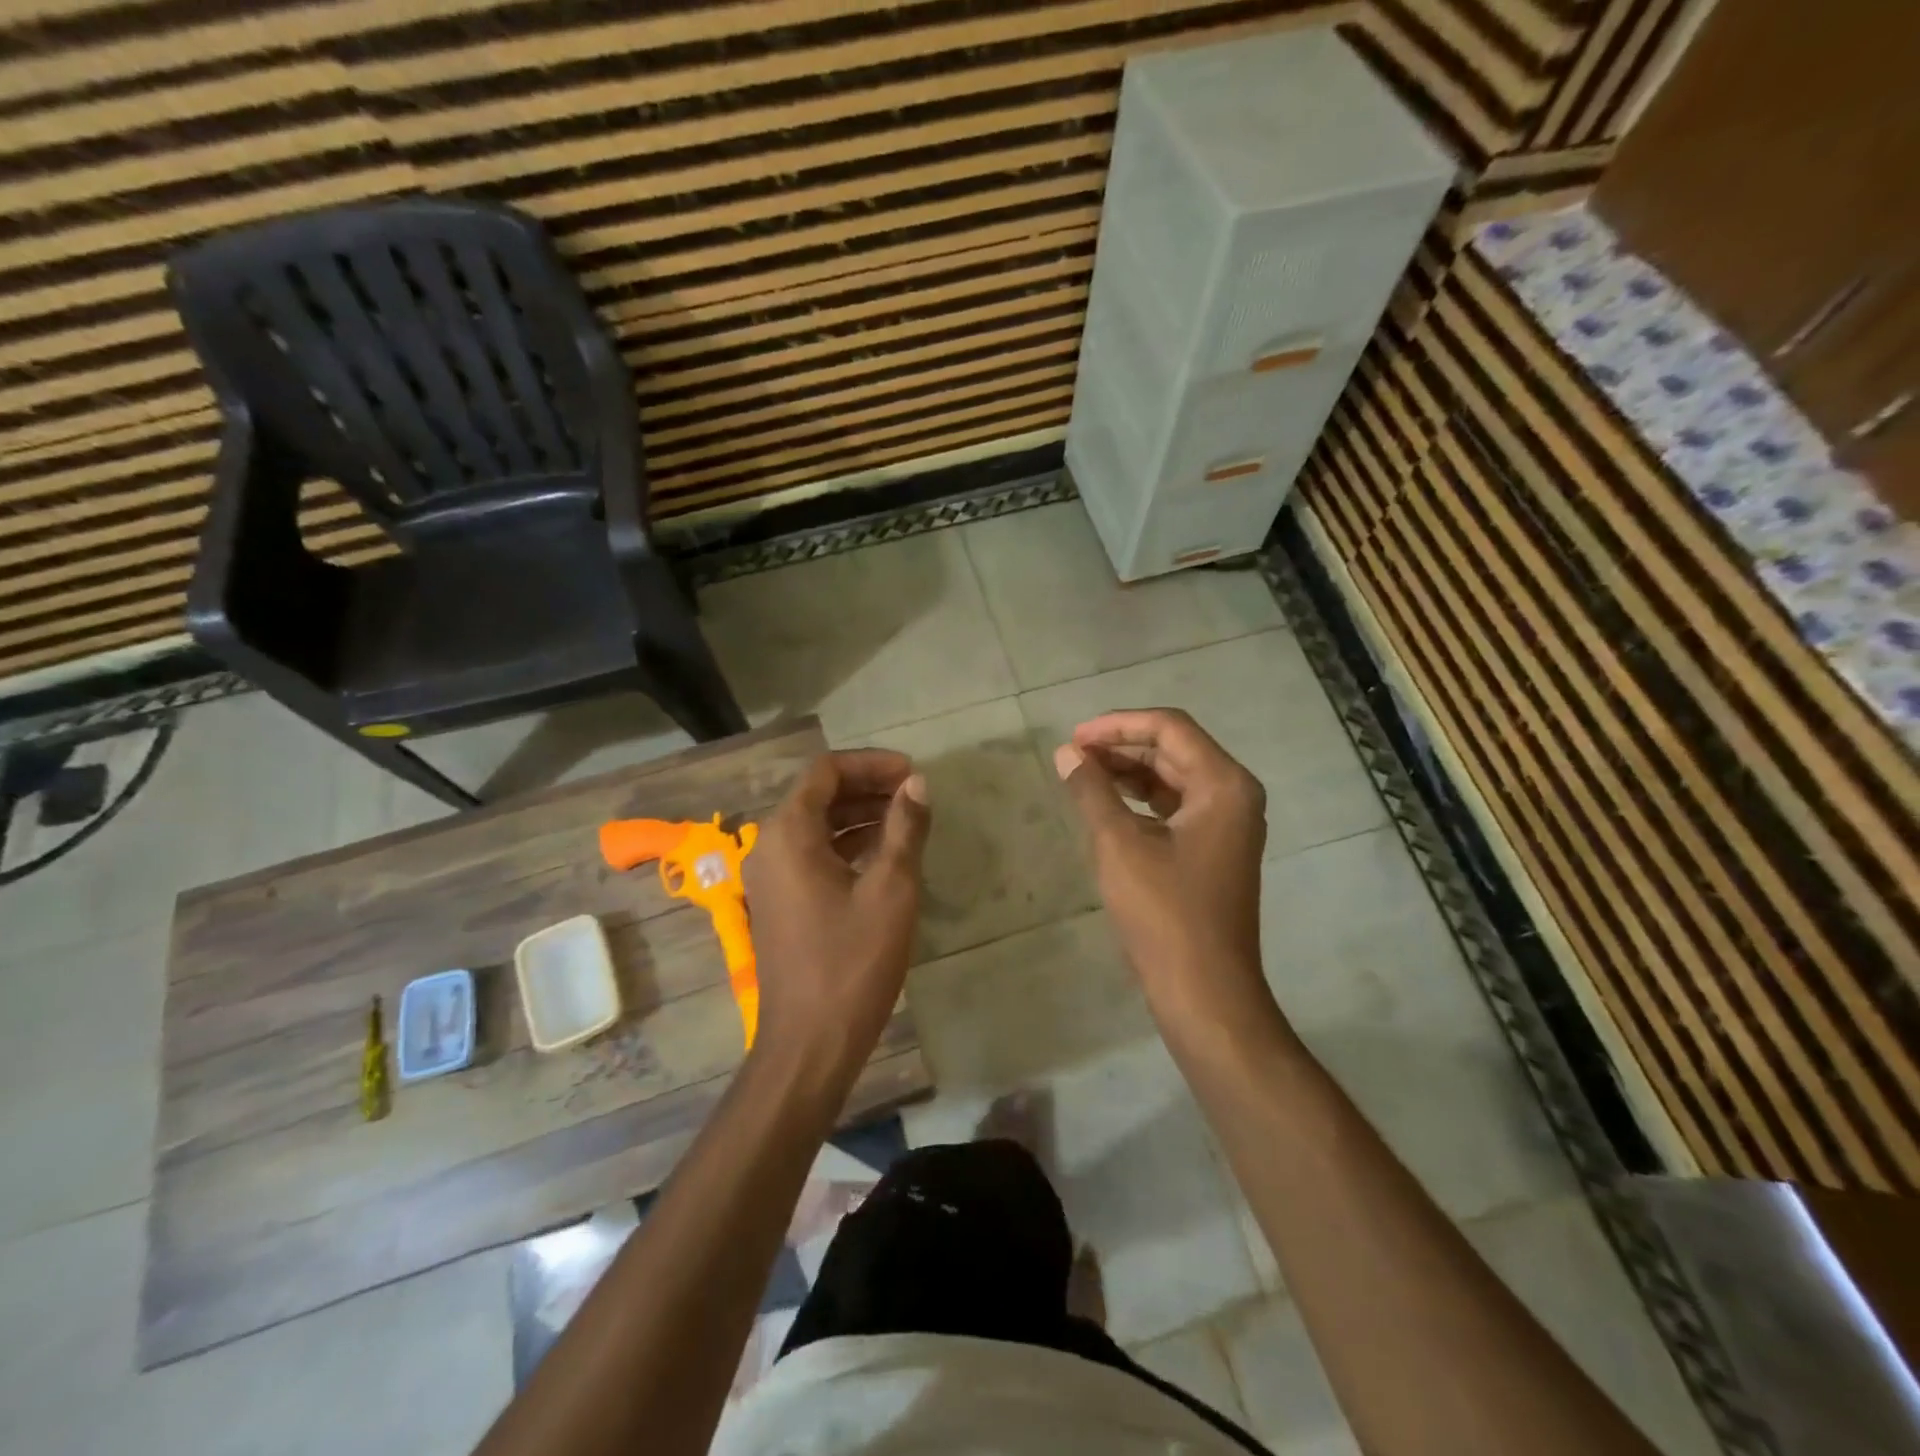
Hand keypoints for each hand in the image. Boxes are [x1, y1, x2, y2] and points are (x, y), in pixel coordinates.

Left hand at [744, 750, 929, 1079]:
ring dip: (859, 816)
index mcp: (789, 833)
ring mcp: (770, 877)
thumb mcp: (891, 889)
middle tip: (914, 795)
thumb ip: (905, 828)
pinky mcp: (779, 902)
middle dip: (868, 787)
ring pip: (816, 826)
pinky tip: (884, 855)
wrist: (809, 1042)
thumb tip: (918, 785)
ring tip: (907, 820)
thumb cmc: (852, 961)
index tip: (913, 774)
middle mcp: (769, 846)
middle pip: (818, 795)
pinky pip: (812, 855)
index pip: (826, 771)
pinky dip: (846, 845)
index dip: (872, 764)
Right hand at [1054, 709, 1276, 1037]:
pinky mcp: (1215, 850)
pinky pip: (1176, 807)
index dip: (1118, 725)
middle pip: (1174, 749)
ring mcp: (1228, 824)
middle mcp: (1233, 795)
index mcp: (1223, 784)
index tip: (1074, 737)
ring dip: (1129, 772)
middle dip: (1122, 746)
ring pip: (1173, 778)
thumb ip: (1092, 791)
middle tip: (1073, 755)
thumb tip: (1067, 754)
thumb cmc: (1164, 913)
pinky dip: (1141, 800)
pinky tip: (1108, 806)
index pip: (1169, 728)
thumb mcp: (1119, 844)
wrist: (1205, 990)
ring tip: (1082, 775)